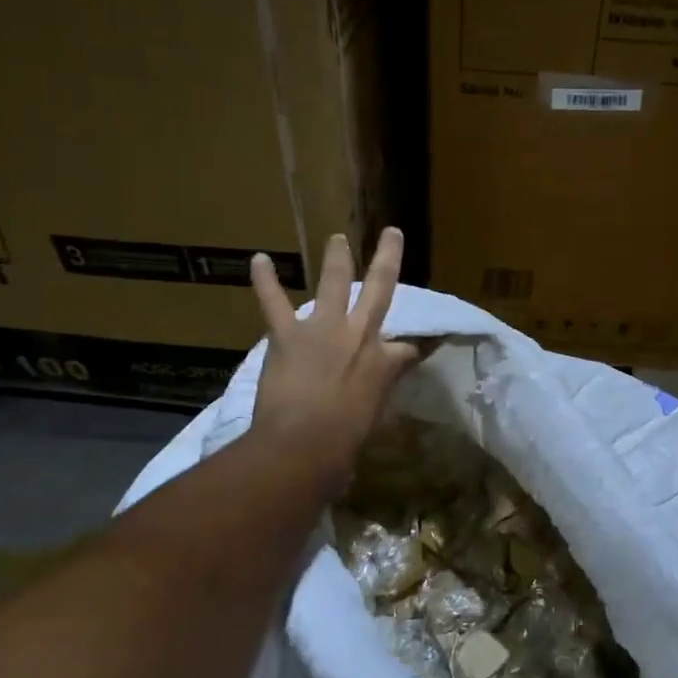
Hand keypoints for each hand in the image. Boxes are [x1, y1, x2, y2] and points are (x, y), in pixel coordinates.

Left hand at [249, 228, 419, 490]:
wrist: (304, 444)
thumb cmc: (344, 444)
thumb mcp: (374, 421)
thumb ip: (376, 401)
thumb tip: (372, 403)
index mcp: (385, 363)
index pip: (408, 348)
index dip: (414, 347)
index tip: (418, 346)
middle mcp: (361, 336)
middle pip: (380, 289)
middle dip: (388, 259)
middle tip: (392, 234)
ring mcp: (324, 330)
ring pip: (333, 284)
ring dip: (336, 259)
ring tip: (337, 239)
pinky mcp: (289, 335)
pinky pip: (274, 302)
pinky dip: (265, 281)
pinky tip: (258, 259)